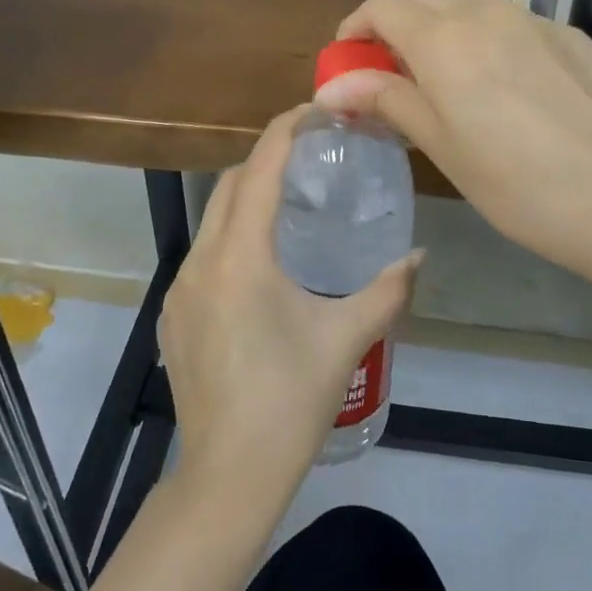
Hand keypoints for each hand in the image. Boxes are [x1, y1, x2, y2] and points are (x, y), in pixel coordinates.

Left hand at [158, 106, 419, 503]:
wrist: (227, 477)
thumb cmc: (291, 402)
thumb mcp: (346, 340)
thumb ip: (387, 291)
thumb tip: (418, 257)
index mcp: (240, 256)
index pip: (258, 168)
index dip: (285, 130)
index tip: (315, 112)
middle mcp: (201, 260)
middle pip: (229, 184)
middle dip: (265, 159)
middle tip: (311, 158)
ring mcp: (179, 289)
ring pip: (212, 218)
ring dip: (246, 198)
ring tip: (292, 206)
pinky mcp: (172, 315)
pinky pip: (202, 254)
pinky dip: (231, 236)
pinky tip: (263, 266)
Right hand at [323, 0, 591, 284]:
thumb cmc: (517, 184)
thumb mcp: (441, 146)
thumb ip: (388, 101)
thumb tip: (331, 87)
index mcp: (443, 40)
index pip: (383, 7)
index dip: (357, 27)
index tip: (350, 59)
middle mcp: (484, 13)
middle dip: (398, 25)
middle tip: (396, 73)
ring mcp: (532, 18)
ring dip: (443, 16)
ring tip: (448, 66)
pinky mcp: (568, 34)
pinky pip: (513, 15)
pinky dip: (490, 30)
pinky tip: (508, 80)